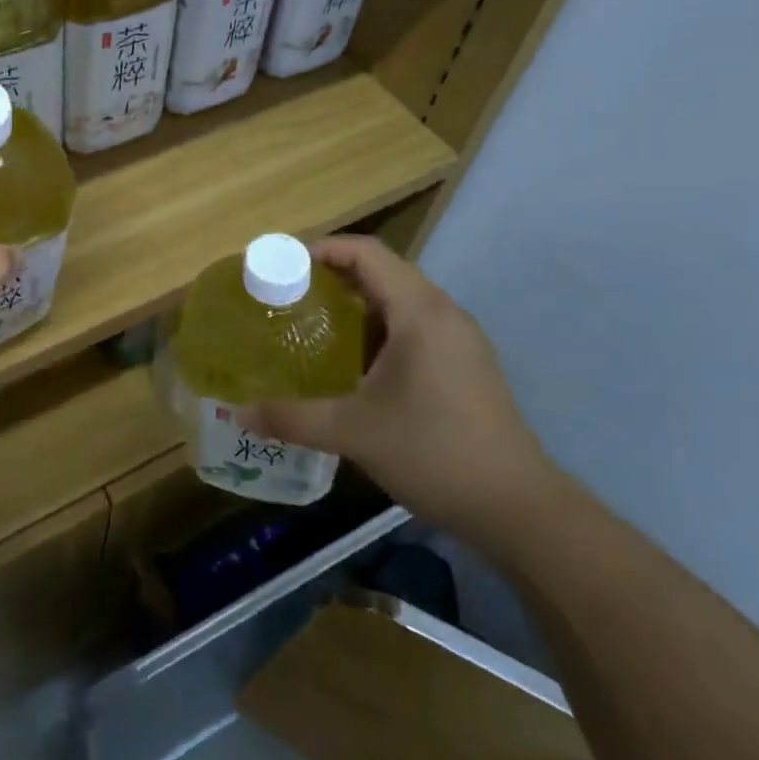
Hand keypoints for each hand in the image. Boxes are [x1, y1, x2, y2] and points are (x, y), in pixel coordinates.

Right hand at [240, 236, 556, 541]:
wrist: (518, 510)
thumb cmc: (434, 453)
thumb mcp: (354, 433)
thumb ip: (292, 418)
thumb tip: (240, 413)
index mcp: (420, 312)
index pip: (366, 252)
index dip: (321, 249)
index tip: (281, 266)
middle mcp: (443, 314)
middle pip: (382, 271)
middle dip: (332, 276)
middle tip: (287, 296)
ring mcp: (459, 340)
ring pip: (398, 301)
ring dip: (355, 305)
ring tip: (311, 325)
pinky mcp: (465, 366)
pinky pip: (413, 327)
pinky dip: (377, 330)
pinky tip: (352, 364)